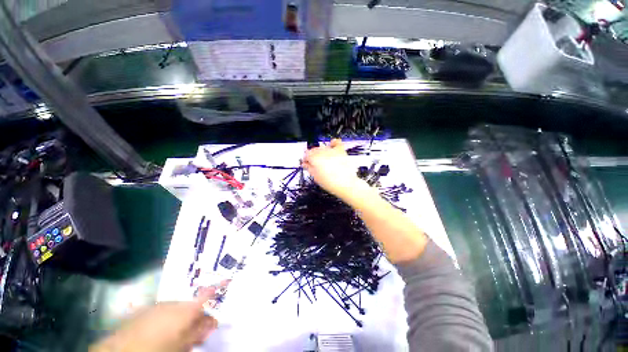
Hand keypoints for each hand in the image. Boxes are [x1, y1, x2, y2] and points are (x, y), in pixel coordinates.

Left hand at [90, 291, 217, 351]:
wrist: (121, 350)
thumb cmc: (158, 349)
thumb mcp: (182, 345)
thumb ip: (198, 332)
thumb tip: (212, 321)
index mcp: (185, 310)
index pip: (207, 295)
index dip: (218, 286)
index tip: (229, 278)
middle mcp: (173, 303)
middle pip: (192, 306)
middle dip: (199, 317)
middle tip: (201, 332)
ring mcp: (158, 306)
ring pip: (179, 309)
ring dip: (184, 320)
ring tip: (183, 336)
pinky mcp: (146, 311)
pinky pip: (164, 312)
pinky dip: (170, 320)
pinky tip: (166, 332)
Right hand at [302, 139, 362, 198]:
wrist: (346, 184)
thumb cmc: (330, 182)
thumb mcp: (316, 177)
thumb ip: (309, 168)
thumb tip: (305, 164)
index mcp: (314, 157)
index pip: (306, 154)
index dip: (305, 159)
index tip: (306, 164)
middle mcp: (322, 151)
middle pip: (314, 150)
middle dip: (312, 156)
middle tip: (314, 164)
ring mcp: (332, 150)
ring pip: (323, 147)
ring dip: (321, 152)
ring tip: (323, 160)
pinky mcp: (341, 151)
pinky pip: (336, 142)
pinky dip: (333, 143)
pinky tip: (331, 146)